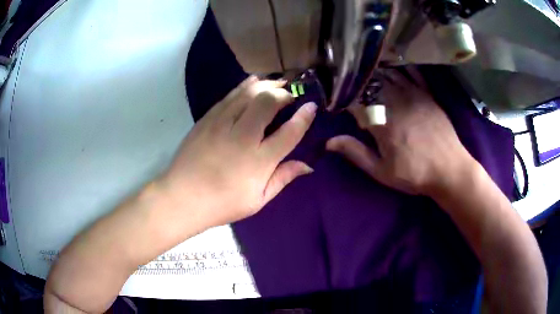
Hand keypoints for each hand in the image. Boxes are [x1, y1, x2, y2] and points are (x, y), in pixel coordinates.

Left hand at [160, 76, 316, 226]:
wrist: (181, 197)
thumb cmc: (222, 204)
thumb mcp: (258, 200)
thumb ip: (282, 178)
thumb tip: (307, 165)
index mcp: (258, 161)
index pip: (289, 133)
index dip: (304, 117)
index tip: (312, 106)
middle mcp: (242, 137)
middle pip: (268, 102)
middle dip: (284, 94)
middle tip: (290, 96)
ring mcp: (222, 124)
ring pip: (248, 93)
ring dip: (267, 85)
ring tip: (277, 84)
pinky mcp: (207, 119)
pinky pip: (230, 95)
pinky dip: (245, 86)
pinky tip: (253, 83)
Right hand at [327, 66, 475, 195]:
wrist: (449, 170)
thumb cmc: (414, 173)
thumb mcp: (382, 171)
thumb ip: (356, 153)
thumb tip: (328, 142)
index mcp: (381, 121)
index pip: (355, 100)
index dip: (343, 97)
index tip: (338, 99)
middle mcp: (395, 102)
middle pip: (370, 83)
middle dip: (357, 81)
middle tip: (349, 81)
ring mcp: (413, 94)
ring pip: (388, 74)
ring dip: (375, 72)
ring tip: (365, 71)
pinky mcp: (427, 94)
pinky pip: (411, 73)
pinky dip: (400, 67)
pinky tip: (392, 65)